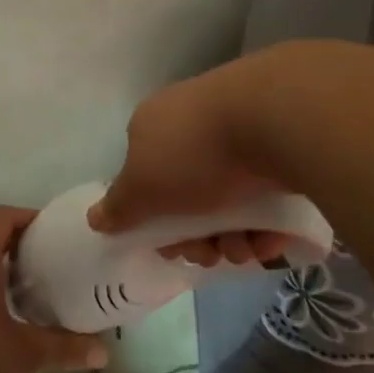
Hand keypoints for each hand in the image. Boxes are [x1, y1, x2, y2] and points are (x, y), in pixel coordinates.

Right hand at [87, 59, 294, 267]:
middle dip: (198, 237)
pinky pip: (265, 194)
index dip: (154, 221)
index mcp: (153, 126)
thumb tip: (94, 218)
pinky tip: (270, 238)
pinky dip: (265, 222)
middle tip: (211, 253)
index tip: (171, 247)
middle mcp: (192, 124)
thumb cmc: (193, 154)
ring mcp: (238, 131)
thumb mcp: (142, 188)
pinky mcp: (279, 143)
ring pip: (230, 200)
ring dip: (233, 238)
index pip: (144, 179)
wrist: (273, 119)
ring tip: (246, 249)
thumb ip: (118, 208)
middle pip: (187, 196)